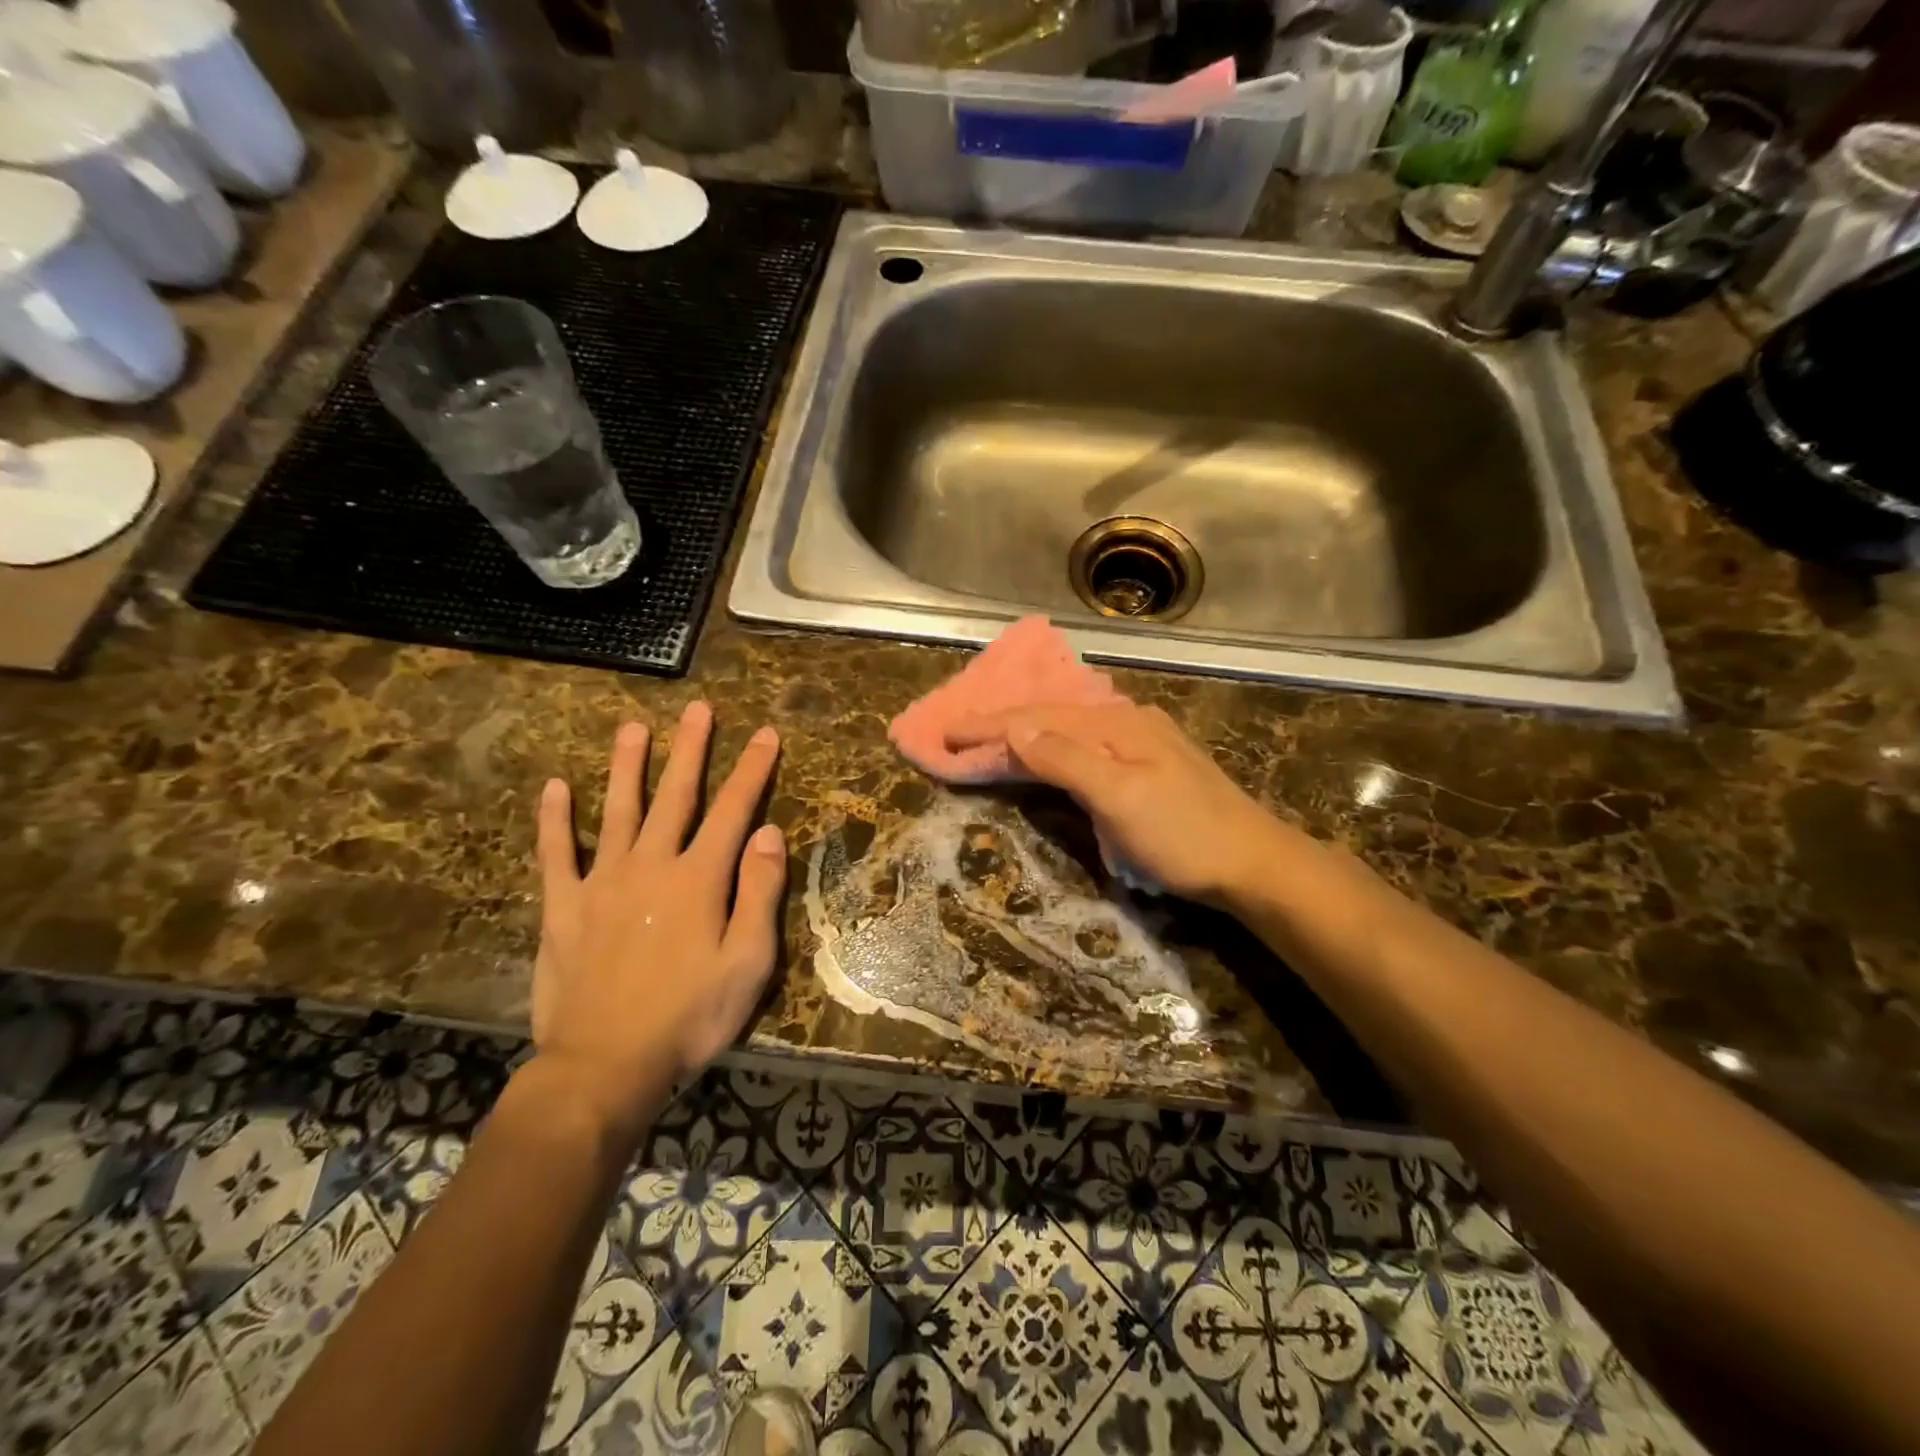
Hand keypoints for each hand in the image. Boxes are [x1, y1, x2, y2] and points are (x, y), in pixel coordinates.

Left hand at [530, 703, 786, 1143]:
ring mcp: (602, 882)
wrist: (605, 1065)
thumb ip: (759, 893)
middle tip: (698, 709)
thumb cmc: (690, 1017)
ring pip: (618, 810)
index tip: (766, 733)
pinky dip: (555, 819)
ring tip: (632, 726)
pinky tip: (554, 787)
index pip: (733, 810)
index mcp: (699, 879)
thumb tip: (768, 833)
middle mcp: (651, 865)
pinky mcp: (563, 907)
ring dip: (627, 766)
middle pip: (675, 795)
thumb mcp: (748, 963)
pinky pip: (557, 854)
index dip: (752, 769)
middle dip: (691, 749)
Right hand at [948, 701, 1292, 904]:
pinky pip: (1085, 746)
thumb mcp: (1120, 797)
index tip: (945, 733)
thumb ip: (1066, 759)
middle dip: (1002, 725)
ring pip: (1068, 730)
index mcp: (1116, 725)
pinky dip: (1052, 750)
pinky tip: (1046, 754)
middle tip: (957, 736)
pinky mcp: (1149, 764)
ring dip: (1026, 735)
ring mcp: (1142, 742)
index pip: (1037, 719)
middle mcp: (1127, 722)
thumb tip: (1016, 728)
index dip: (989, 726)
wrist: (1254, 864)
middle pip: (1051, 717)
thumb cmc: (1183, 835)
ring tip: (989, 742)